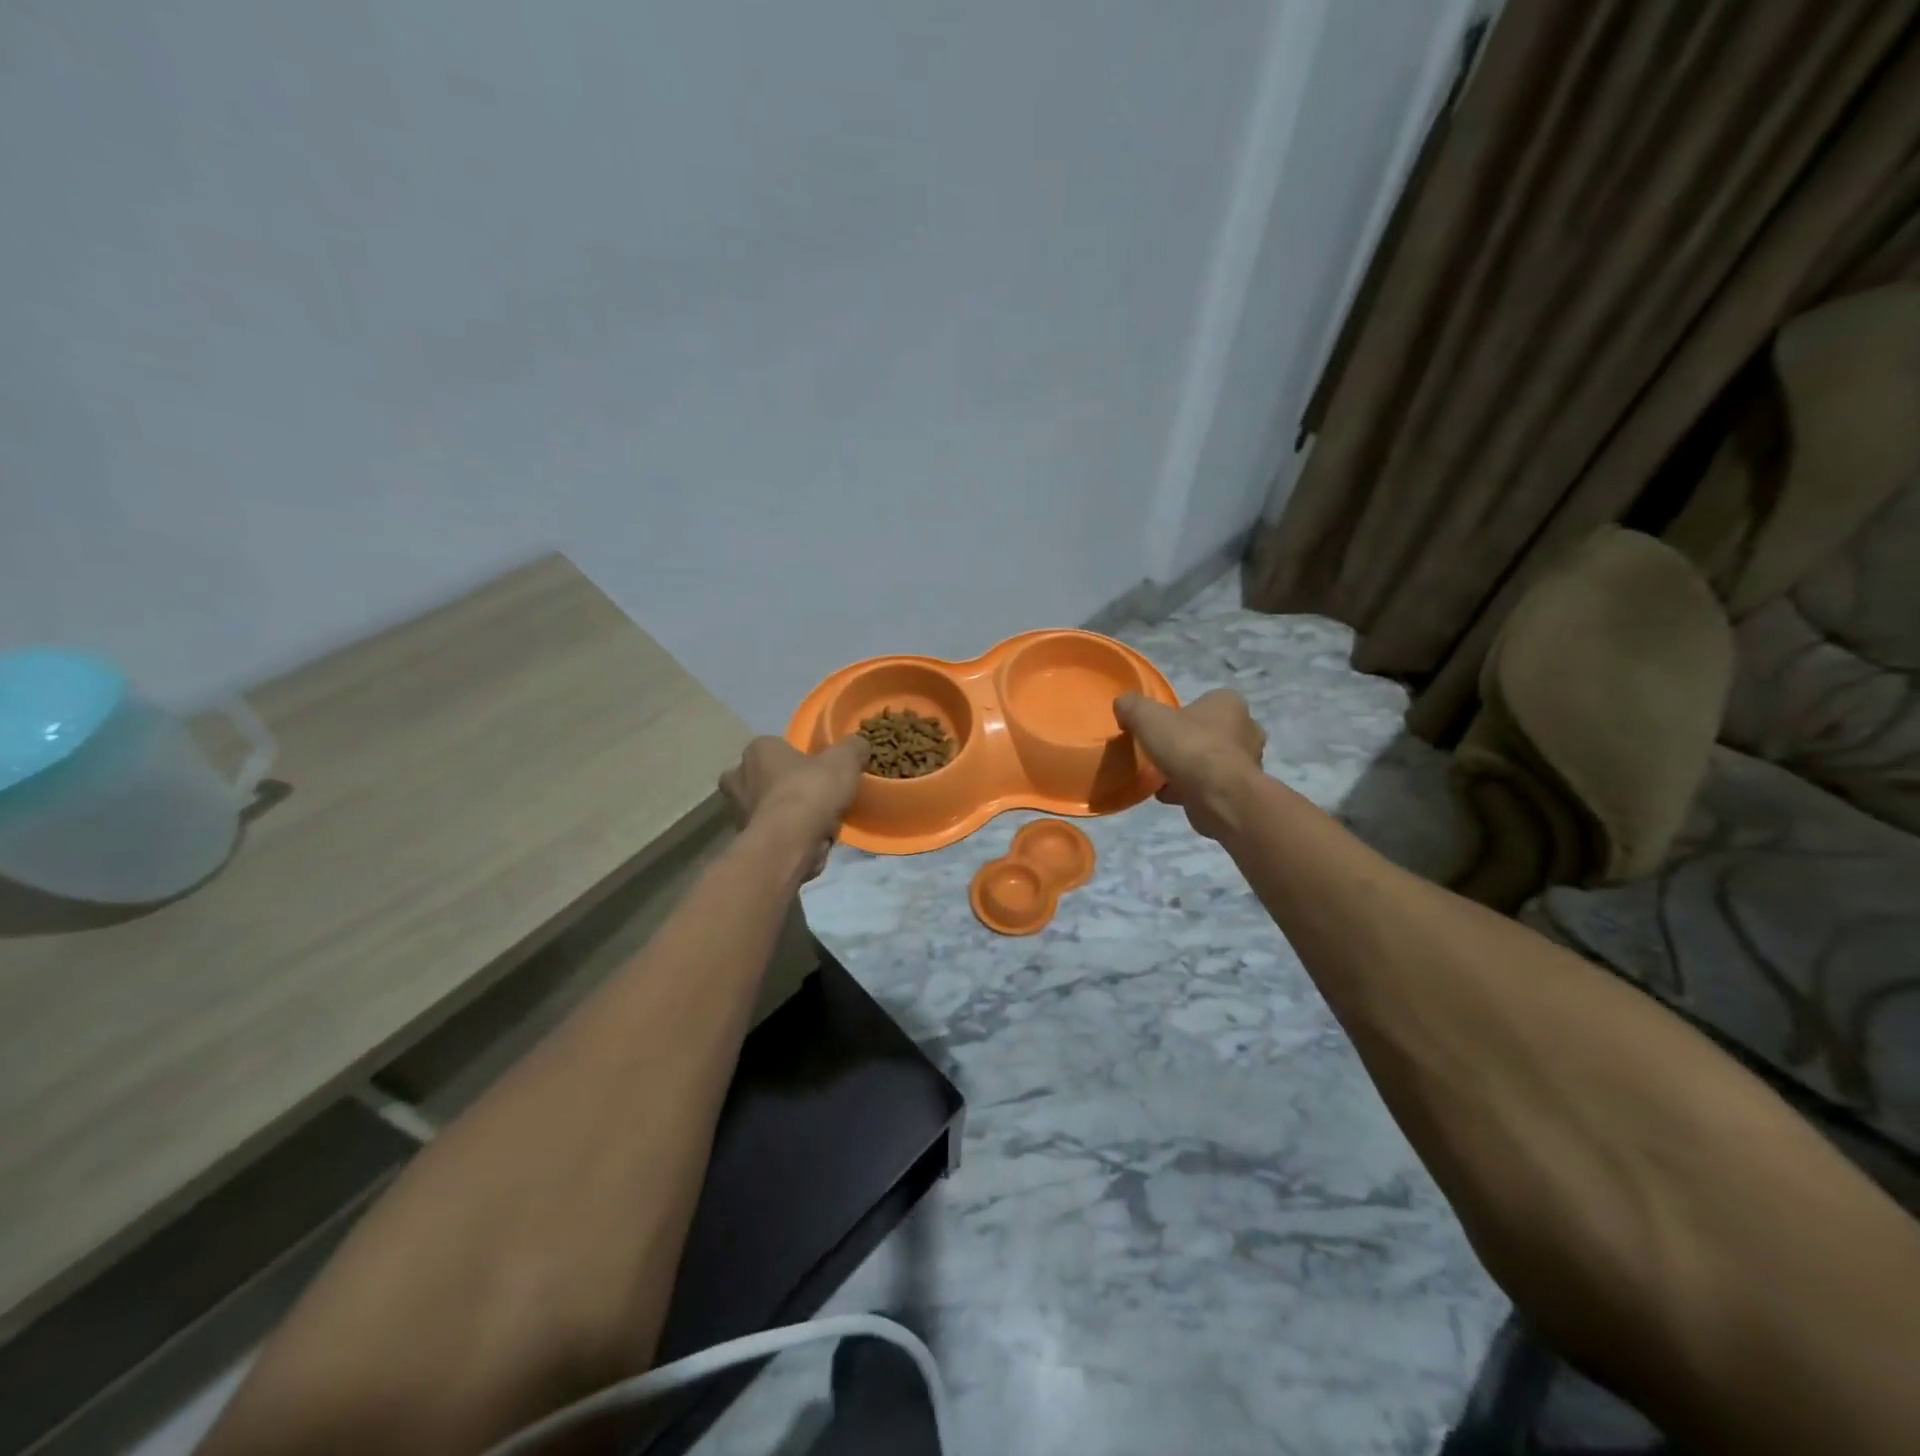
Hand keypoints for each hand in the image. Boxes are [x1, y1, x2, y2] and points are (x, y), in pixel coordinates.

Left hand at [719, 735, 869, 880]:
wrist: (789, 843)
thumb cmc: (811, 791)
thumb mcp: (844, 760)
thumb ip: (853, 747)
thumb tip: (859, 744)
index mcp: (757, 749)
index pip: (776, 746)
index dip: (798, 757)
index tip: (819, 768)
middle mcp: (739, 777)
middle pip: (766, 777)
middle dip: (785, 785)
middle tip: (815, 794)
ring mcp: (738, 811)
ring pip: (766, 806)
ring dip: (786, 812)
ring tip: (817, 821)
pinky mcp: (745, 840)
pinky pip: (771, 832)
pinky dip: (787, 835)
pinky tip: (810, 840)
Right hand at [1114, 689, 1265, 839]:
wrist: (1218, 795)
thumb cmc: (1188, 746)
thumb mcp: (1147, 717)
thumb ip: (1132, 706)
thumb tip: (1123, 705)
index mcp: (1229, 703)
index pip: (1205, 701)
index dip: (1182, 713)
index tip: (1162, 727)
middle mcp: (1246, 729)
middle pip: (1209, 732)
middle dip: (1188, 742)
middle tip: (1162, 751)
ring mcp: (1248, 762)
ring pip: (1211, 760)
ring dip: (1189, 768)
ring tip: (1161, 776)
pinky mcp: (1240, 791)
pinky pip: (1211, 785)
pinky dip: (1191, 789)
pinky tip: (1168, 795)